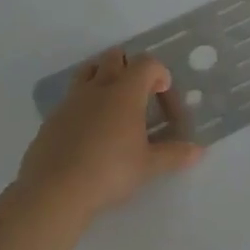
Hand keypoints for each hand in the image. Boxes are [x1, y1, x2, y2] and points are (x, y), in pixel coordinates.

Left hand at [16, 50, 202, 217]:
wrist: (53, 192)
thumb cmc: (109, 172)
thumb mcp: (149, 166)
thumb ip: (175, 154)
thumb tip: (199, 151)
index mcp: (125, 93)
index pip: (146, 63)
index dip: (159, 72)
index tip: (162, 93)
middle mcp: (97, 89)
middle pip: (113, 57)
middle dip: (129, 67)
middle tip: (139, 93)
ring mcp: (70, 102)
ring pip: (86, 71)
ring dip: (102, 77)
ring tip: (112, 105)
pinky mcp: (50, 120)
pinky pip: (70, 99)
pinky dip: (83, 104)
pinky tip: (89, 132)